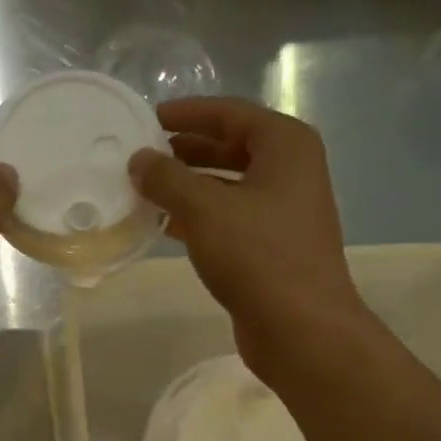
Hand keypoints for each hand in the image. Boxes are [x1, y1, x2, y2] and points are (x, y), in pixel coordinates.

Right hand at [129, 98, 365, 380]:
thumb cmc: (257, 256)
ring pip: (228, 186)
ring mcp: (283, 211)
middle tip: (142, 155)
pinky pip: (229, 218)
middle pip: (230, 147)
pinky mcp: (272, 247)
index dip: (187, 113)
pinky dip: (199, 217)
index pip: (230, 113)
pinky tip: (165, 226)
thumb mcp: (205, 209)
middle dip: (185, 151)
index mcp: (285, 145)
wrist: (301, 327)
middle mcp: (290, 171)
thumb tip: (139, 161)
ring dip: (188, 186)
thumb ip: (167, 178)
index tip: (148, 118)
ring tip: (145, 189)